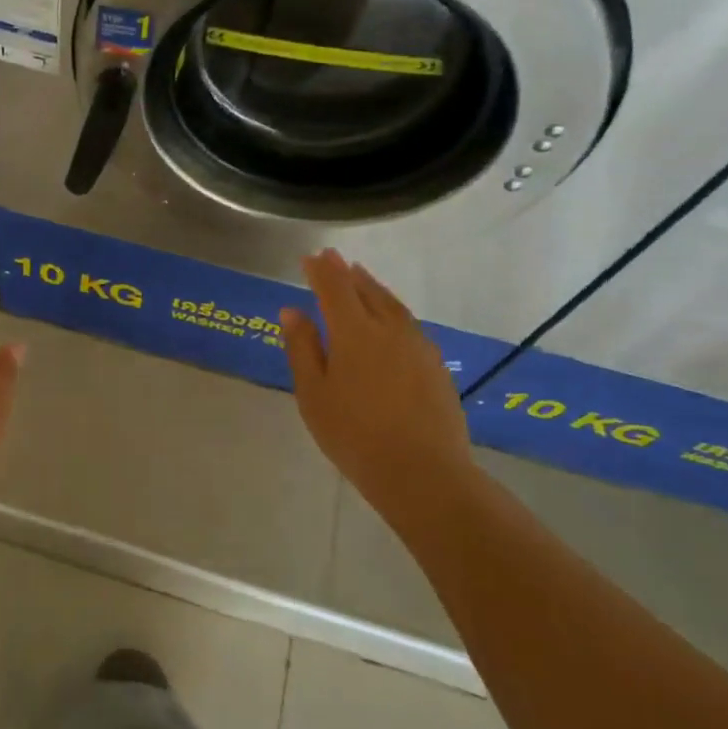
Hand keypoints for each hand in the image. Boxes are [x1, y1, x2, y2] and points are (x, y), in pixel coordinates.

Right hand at [281, 250, 472, 500]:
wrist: (422, 472)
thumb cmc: (353, 434)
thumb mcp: (313, 394)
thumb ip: (302, 348)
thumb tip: (291, 311)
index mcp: (353, 332)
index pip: (334, 288)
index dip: (320, 270)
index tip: (310, 257)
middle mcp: (388, 329)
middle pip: (366, 291)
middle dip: (346, 273)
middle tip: (332, 258)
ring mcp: (417, 345)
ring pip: (392, 304)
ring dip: (373, 287)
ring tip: (361, 277)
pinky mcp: (435, 364)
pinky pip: (408, 323)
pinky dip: (392, 308)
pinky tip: (390, 317)